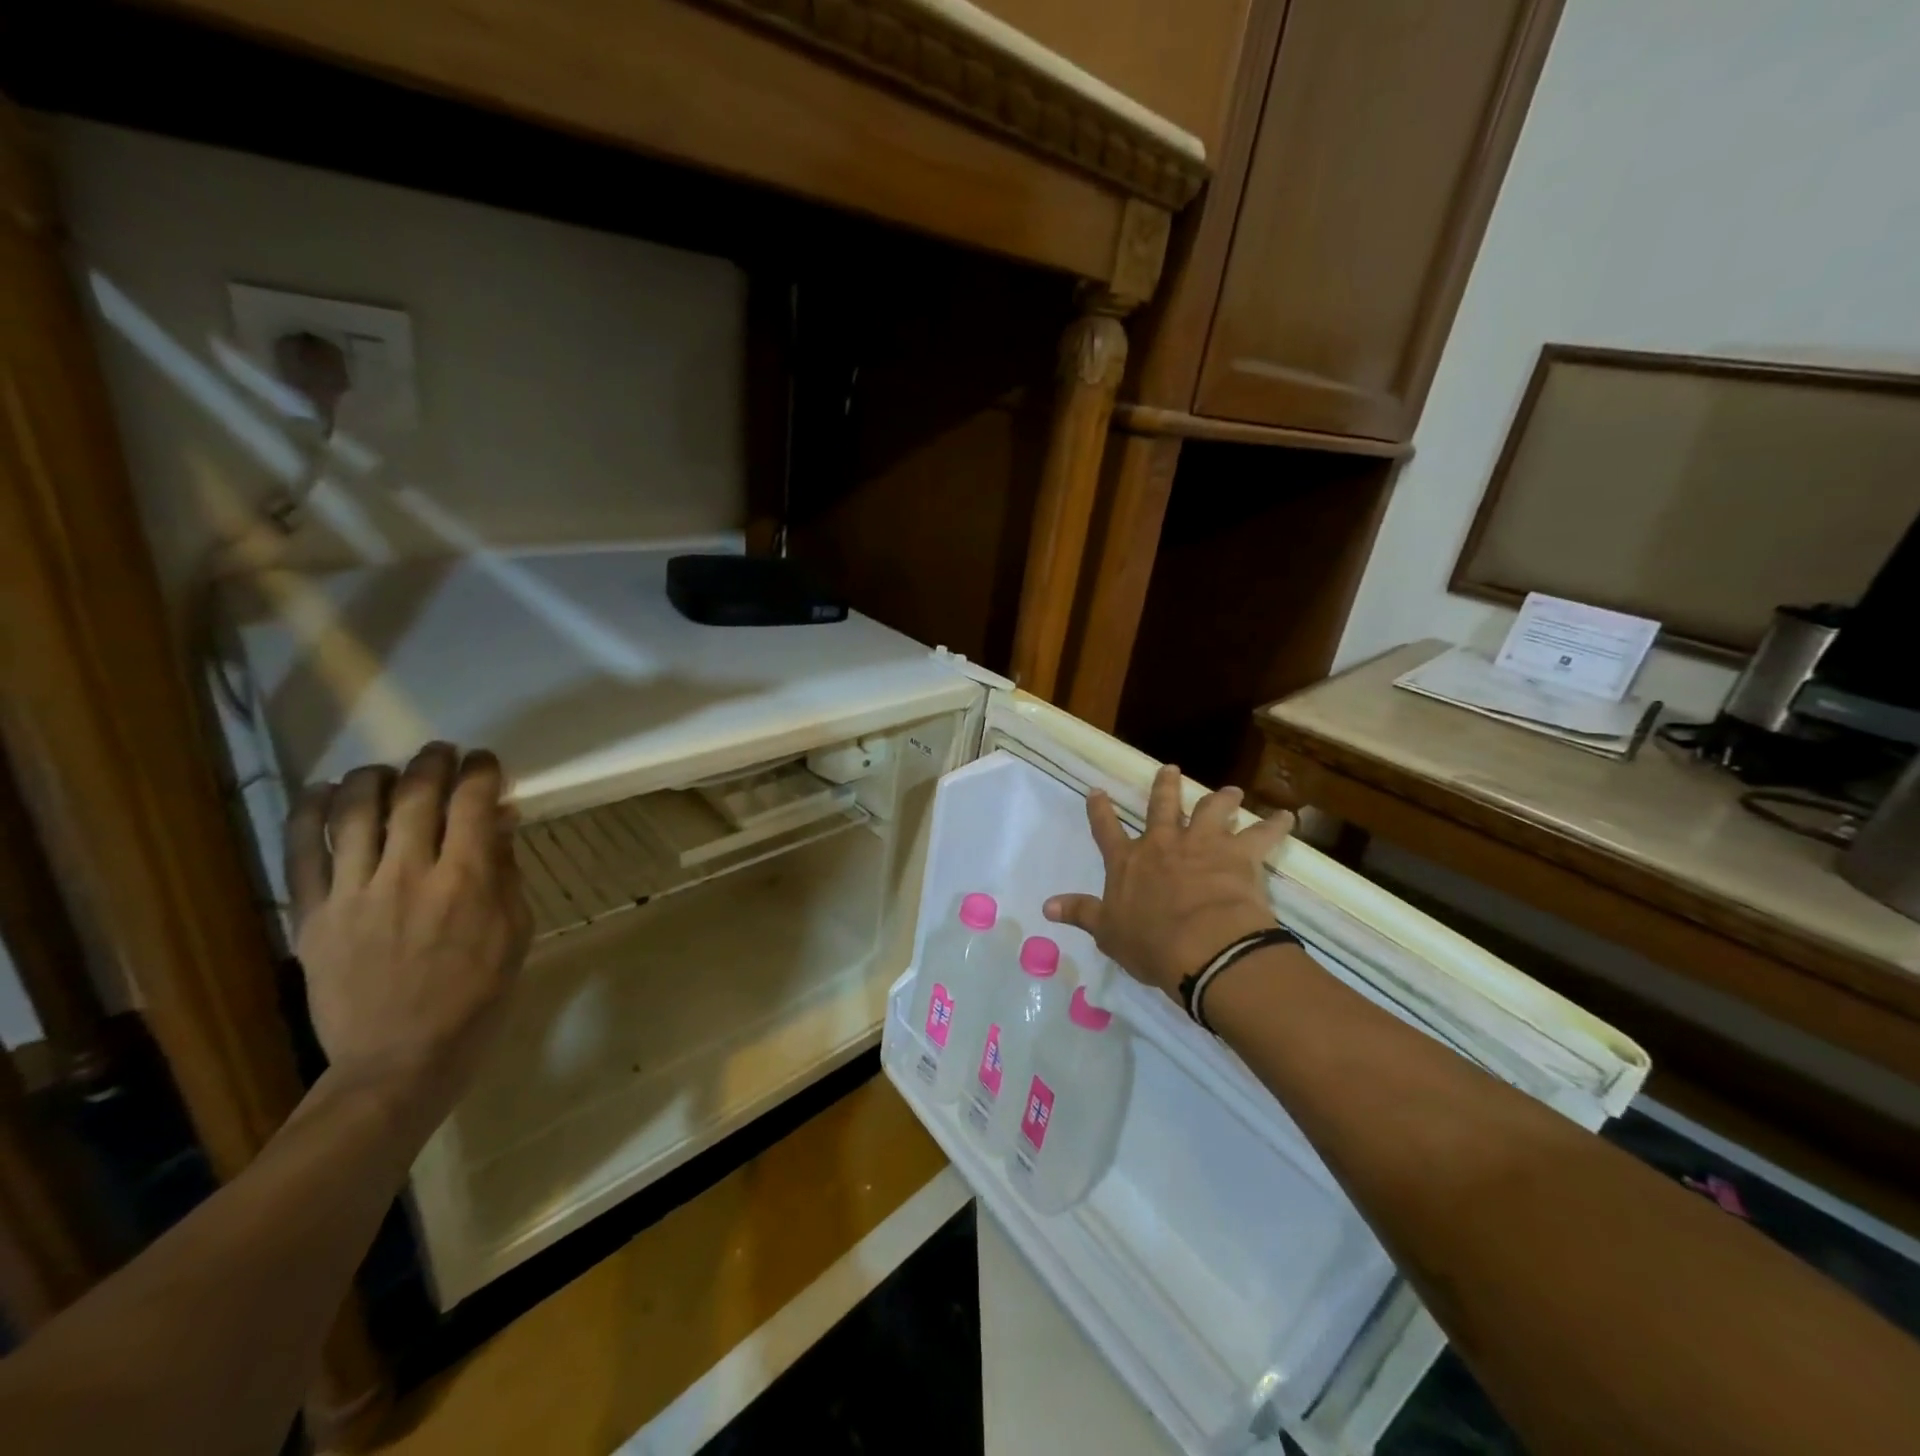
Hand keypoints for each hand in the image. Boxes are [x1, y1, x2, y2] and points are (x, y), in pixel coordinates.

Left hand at [285, 743, 531, 1117]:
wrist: (400, 1058)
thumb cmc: (476, 996)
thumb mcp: (515, 932)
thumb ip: (505, 872)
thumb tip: (500, 820)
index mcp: (466, 881)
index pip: (472, 803)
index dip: (480, 771)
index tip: (486, 762)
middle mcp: (408, 874)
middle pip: (414, 796)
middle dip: (431, 764)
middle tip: (441, 753)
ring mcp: (353, 893)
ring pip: (354, 813)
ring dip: (373, 778)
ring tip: (385, 770)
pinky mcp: (312, 915)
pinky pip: (302, 852)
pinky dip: (309, 814)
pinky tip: (323, 792)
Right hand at [1044, 763, 1293, 1001]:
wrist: (1202, 945)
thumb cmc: (1150, 942)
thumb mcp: (1107, 932)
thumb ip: (1080, 913)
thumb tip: (1047, 906)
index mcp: (1128, 861)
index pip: (1107, 829)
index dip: (1100, 809)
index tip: (1097, 790)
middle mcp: (1163, 843)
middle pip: (1162, 805)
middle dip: (1164, 786)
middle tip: (1170, 769)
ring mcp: (1202, 844)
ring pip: (1211, 809)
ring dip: (1221, 798)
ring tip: (1231, 790)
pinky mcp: (1238, 854)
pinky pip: (1263, 833)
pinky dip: (1277, 824)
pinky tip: (1289, 816)